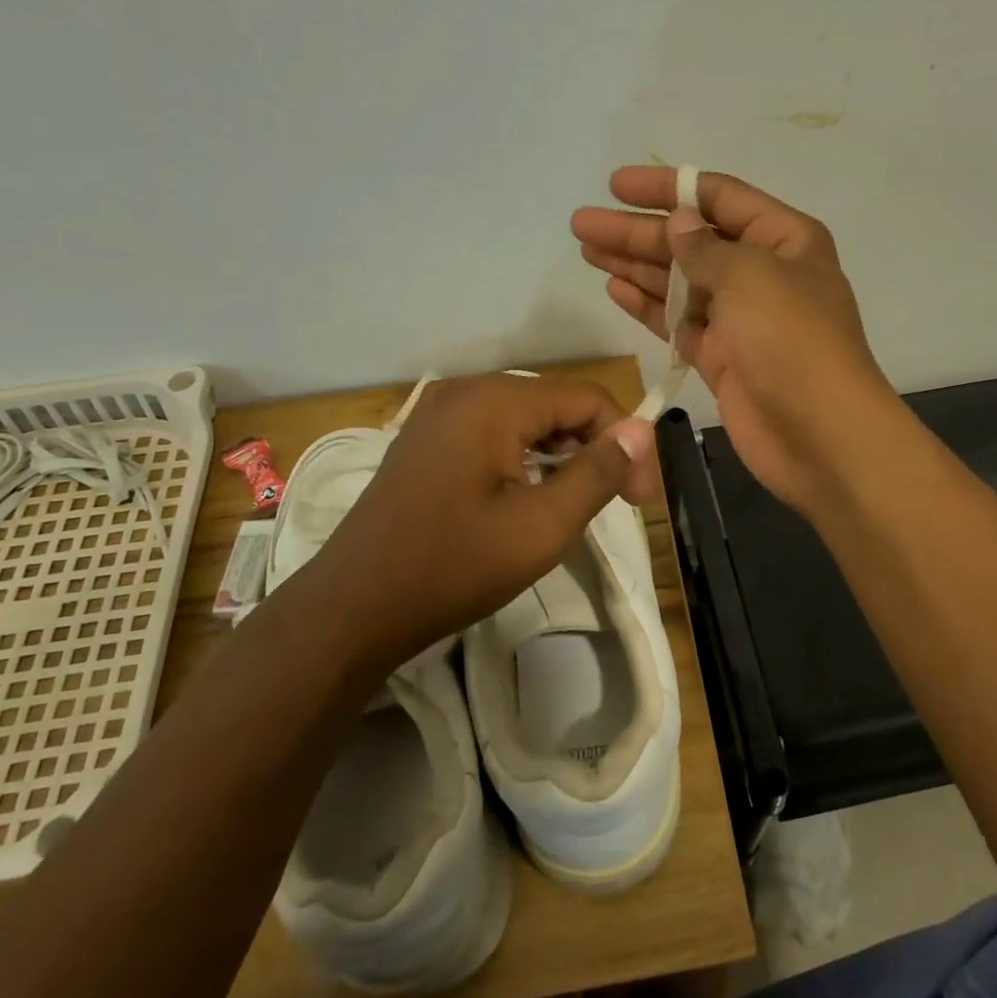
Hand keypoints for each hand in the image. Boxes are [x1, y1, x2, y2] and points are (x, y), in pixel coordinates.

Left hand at [293, 373, 657, 674]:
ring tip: (574, 504)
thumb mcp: (541, 526)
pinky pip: (492, 432)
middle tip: (615, 504)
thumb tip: (642, 431)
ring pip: (525, 419)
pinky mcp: (425, 439)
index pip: (587, 397)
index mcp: (494, 400)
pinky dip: (523, 457)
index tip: (639, 499)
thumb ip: (598, 473)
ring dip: (560, 454)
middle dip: (594, 446)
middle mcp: (464, 391)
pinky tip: (528, 496)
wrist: (354, 607)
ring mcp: (438, 413)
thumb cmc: (453, 566)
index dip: (625, 442)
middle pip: (555, 403)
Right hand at [572, 167, 898, 513]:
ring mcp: (739, 318)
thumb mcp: (750, 276)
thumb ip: (705, 247)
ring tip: (586, 250)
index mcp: (782, 239)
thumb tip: (678, 224)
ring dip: (634, 265)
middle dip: (637, 231)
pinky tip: (614, 288)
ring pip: (678, 282)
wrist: (819, 434)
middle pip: (690, 241)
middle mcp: (761, 273)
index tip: (616, 185)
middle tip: (582, 224)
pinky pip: (677, 322)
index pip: (718, 198)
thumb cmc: (791, 340)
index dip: (666, 188)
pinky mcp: (720, 357)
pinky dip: (647, 306)